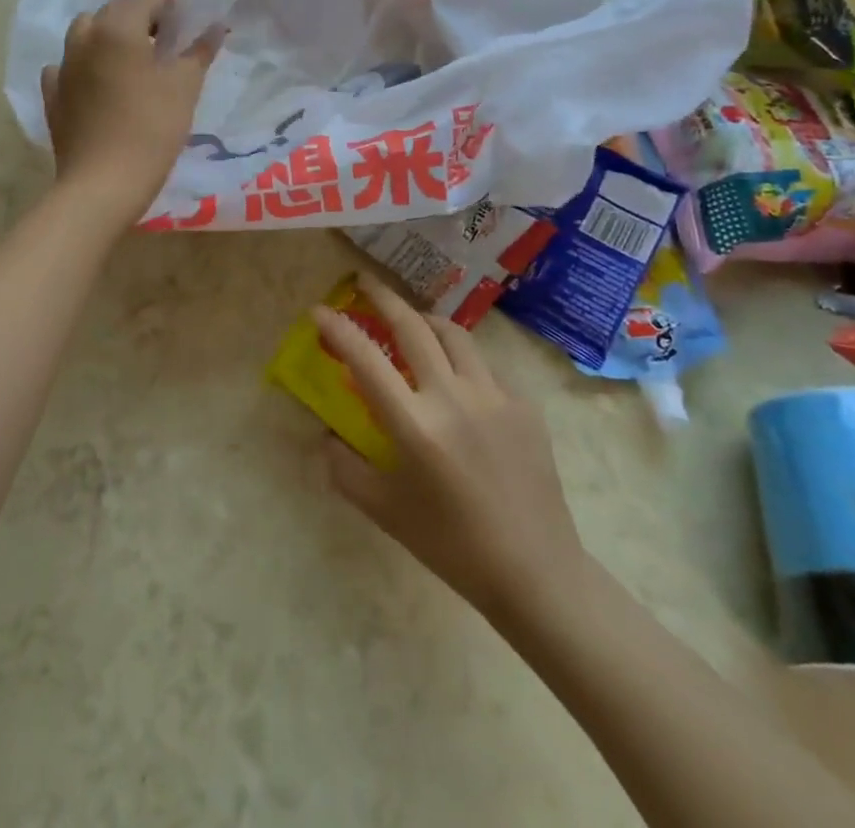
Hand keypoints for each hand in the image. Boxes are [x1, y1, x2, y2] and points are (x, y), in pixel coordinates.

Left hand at [41, 0, 221, 227]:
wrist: (102, 184)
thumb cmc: (151, 129)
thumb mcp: (185, 87)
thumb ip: (199, 51)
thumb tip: (215, 26)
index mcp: (117, 27)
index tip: (191, 12)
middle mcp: (85, 38)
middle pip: (116, 10)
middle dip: (143, 14)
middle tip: (170, 35)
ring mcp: (64, 67)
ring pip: (87, 33)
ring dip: (111, 34)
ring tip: (135, 56)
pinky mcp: (54, 95)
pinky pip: (68, 66)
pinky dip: (86, 64)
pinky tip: (100, 81)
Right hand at [313, 274, 590, 626]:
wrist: (534, 571)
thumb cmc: (451, 545)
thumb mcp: (385, 511)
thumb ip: (345, 469)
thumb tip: (327, 437)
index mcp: (415, 425)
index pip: (366, 359)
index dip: (338, 329)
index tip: (319, 310)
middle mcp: (453, 397)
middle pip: (412, 327)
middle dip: (383, 297)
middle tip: (365, 283)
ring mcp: (493, 396)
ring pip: (454, 334)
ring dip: (425, 320)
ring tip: (413, 322)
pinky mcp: (523, 405)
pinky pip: (484, 368)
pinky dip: (462, 363)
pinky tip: (459, 386)